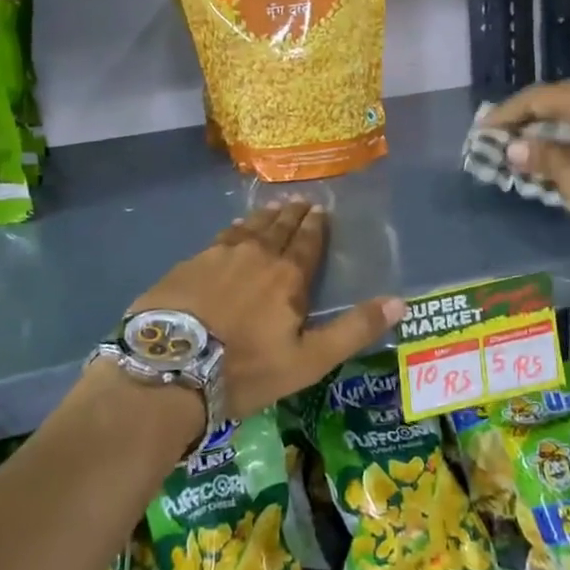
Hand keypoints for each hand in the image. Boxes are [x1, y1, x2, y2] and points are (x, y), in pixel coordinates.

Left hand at [128, 199, 404, 422]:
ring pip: (247, 228)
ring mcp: (218, 256)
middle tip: (300, 200)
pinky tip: (231, 230)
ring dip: (263, 216)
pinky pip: (219, 238)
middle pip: (278, 228)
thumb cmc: (245, 369)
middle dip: (292, 214)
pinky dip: (232, 230)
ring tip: (272, 207)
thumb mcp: (309, 361)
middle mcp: (255, 255)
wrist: (170, 368)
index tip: (320, 209)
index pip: (307, 242)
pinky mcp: (188, 264)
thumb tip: (400, 302)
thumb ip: (354, 330)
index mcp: (287, 276)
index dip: (316, 226)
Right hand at [484, 80, 569, 256]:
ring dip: (554, 127)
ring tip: (529, 145)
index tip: (484, 130)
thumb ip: (546, 161)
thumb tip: (516, 147)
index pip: (541, 97)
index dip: (509, 113)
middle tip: (503, 135)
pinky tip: (567, 154)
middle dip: (530, 116)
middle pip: (563, 99)